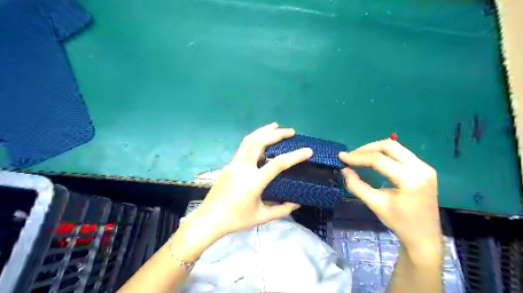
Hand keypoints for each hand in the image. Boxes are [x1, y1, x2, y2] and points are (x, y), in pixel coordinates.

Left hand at [189, 122, 311, 240]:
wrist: (208, 219)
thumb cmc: (236, 220)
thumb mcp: (261, 217)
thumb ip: (281, 210)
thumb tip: (297, 202)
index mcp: (253, 182)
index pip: (278, 164)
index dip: (295, 156)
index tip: (308, 150)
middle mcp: (243, 168)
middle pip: (259, 142)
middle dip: (277, 133)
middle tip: (291, 132)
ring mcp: (233, 164)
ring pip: (248, 140)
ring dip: (263, 131)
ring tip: (275, 126)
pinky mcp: (229, 164)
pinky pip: (243, 147)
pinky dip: (255, 139)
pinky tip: (261, 140)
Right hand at [340, 140, 440, 254]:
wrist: (425, 237)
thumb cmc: (399, 223)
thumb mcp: (375, 204)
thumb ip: (357, 186)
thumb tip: (344, 170)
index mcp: (410, 180)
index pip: (379, 160)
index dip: (358, 157)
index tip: (342, 156)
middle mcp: (421, 168)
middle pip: (389, 146)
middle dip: (366, 149)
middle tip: (351, 156)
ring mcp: (425, 167)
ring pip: (395, 147)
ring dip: (375, 150)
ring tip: (360, 158)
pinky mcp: (425, 169)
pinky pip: (401, 153)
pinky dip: (384, 154)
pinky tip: (374, 161)